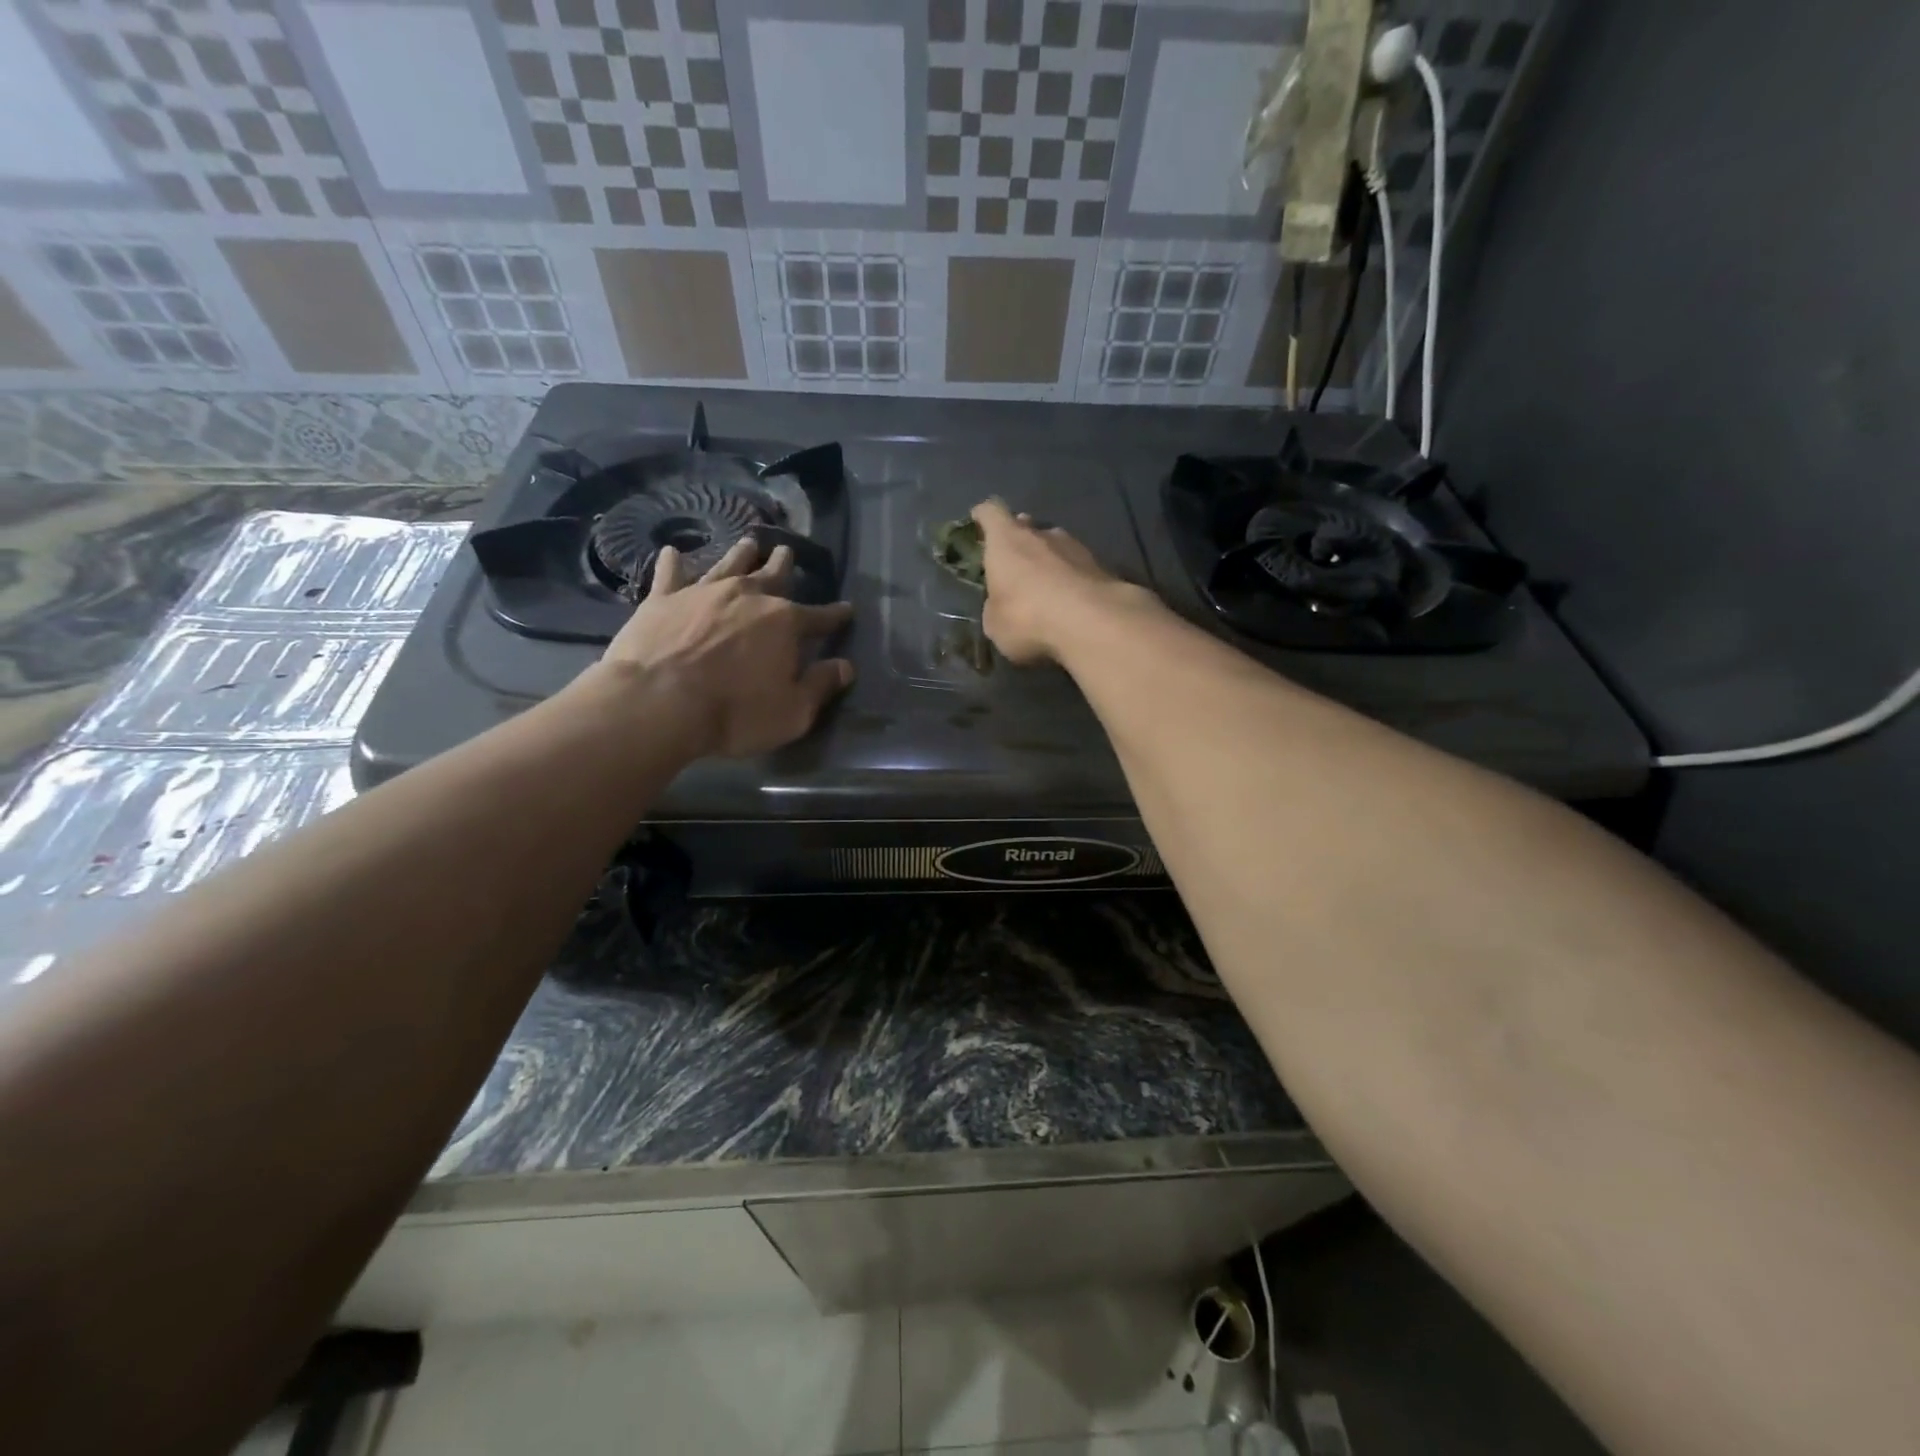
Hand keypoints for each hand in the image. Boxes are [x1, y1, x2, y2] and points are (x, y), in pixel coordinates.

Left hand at [589, 536, 853, 757]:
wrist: (658, 702)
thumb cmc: (734, 712)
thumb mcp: (793, 712)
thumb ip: (821, 686)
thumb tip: (845, 666)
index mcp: (785, 623)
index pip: (819, 617)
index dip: (835, 615)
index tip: (847, 610)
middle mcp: (748, 596)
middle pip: (772, 575)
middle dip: (784, 564)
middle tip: (787, 551)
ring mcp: (703, 592)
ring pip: (728, 565)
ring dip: (741, 554)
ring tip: (749, 544)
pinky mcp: (663, 599)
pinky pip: (670, 574)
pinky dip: (672, 562)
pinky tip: (671, 551)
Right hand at [970, 499, 1143, 664]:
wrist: (1093, 622)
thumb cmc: (1028, 617)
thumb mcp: (996, 623)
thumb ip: (995, 606)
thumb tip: (1002, 603)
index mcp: (1007, 541)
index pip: (990, 512)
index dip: (982, 516)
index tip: (977, 521)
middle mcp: (1041, 534)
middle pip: (1025, 527)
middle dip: (1018, 541)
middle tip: (1012, 562)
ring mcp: (1075, 547)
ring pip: (1054, 545)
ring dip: (1047, 560)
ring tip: (1044, 585)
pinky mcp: (1101, 566)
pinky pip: (1077, 567)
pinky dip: (1070, 578)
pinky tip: (1070, 600)